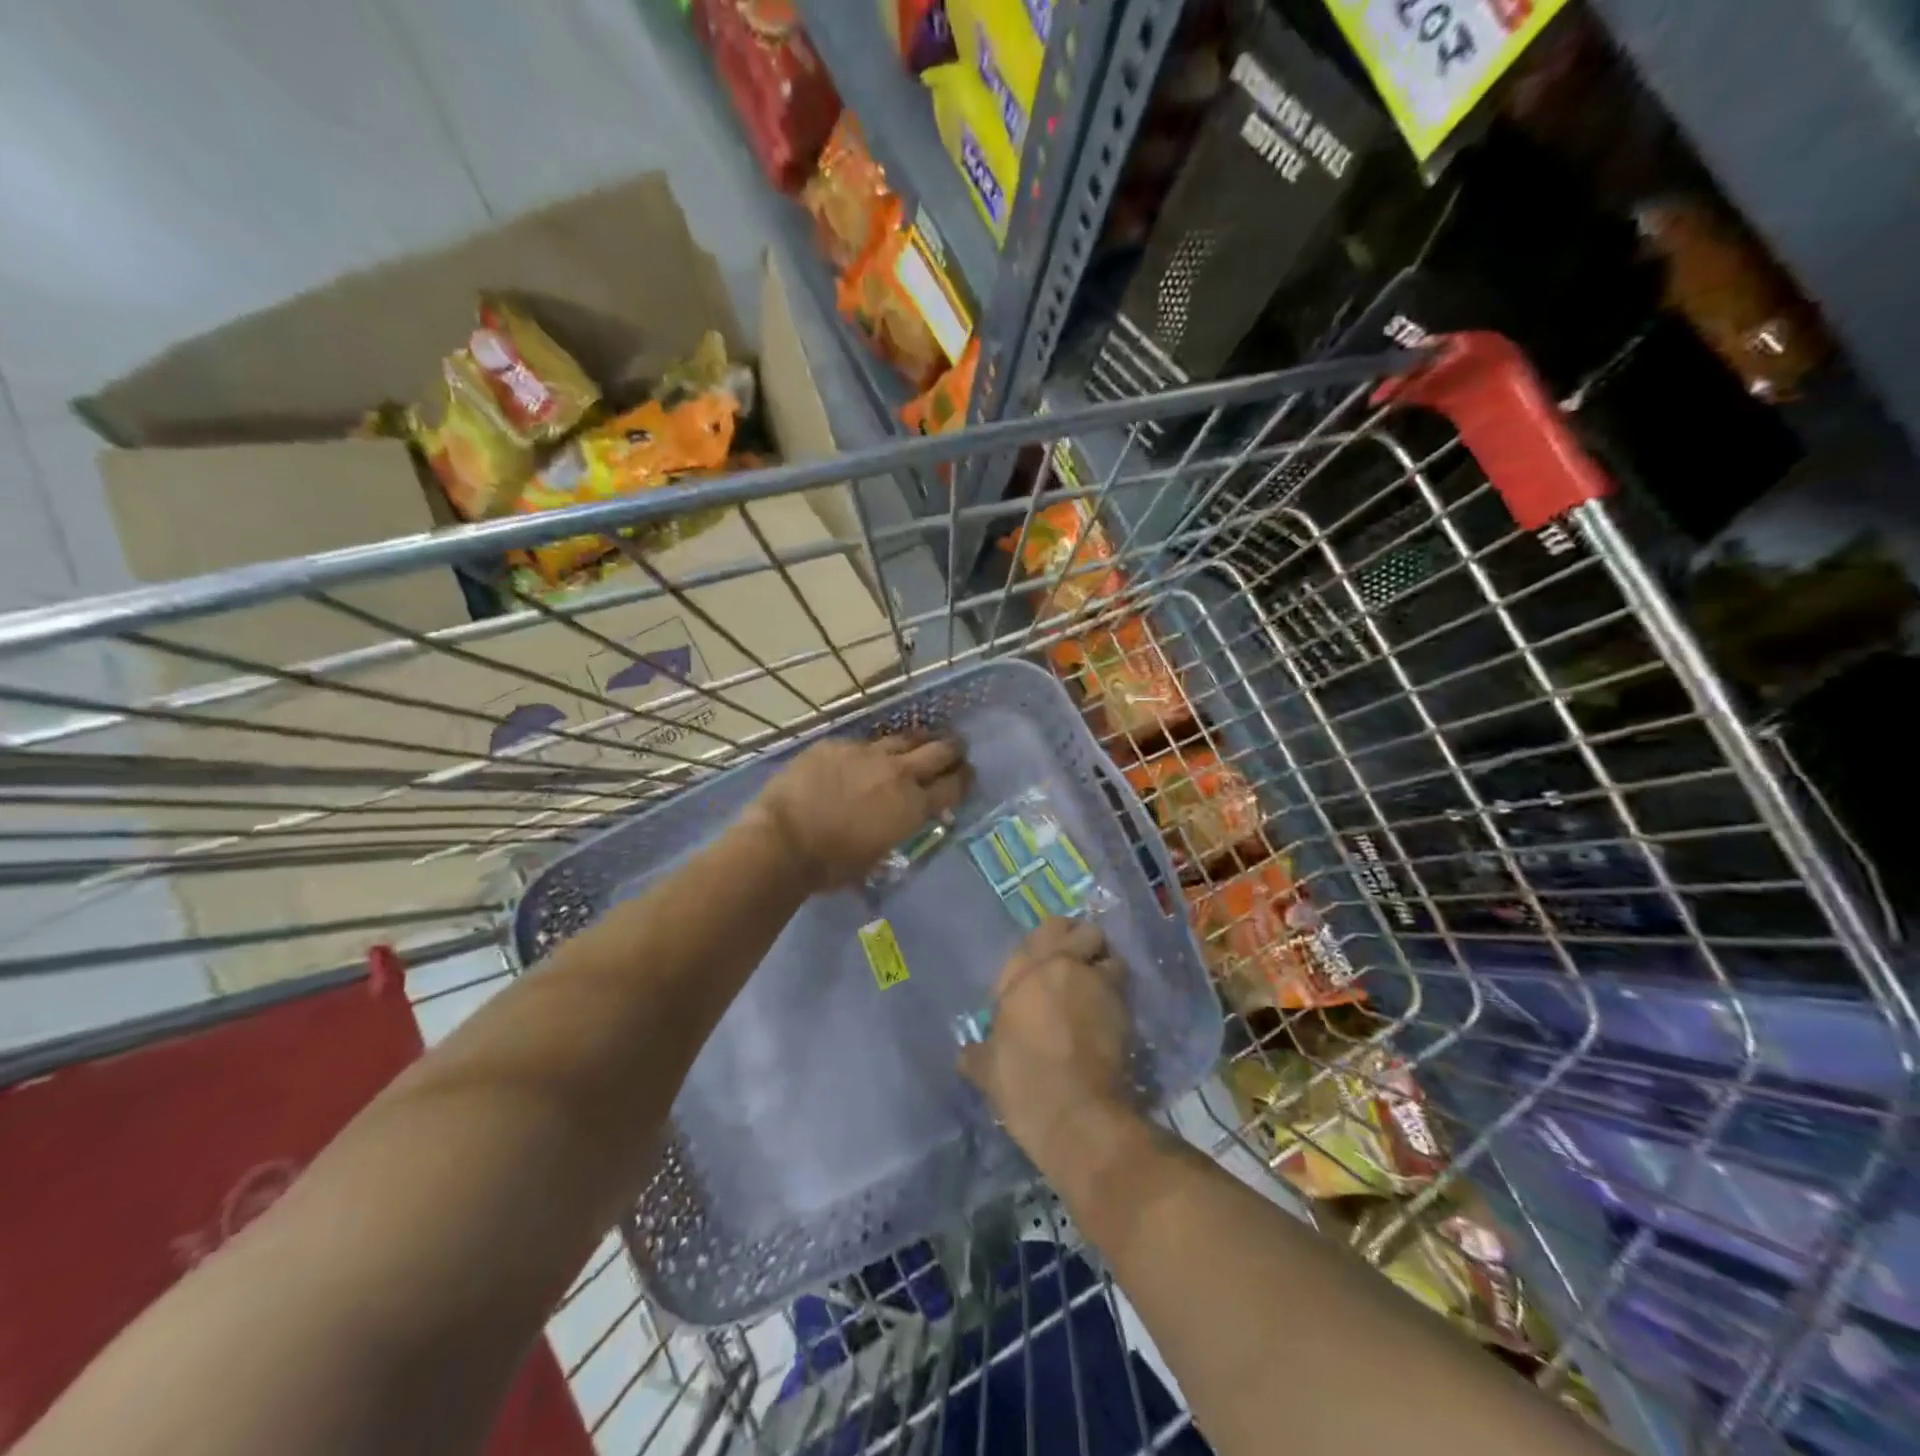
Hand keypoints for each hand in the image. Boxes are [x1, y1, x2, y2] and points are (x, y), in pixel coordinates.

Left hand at [747, 733, 970, 891]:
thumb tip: (896, 823)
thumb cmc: (831, 864)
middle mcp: (898, 773)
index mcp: (912, 806)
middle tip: (957, 749)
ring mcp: (867, 753)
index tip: (968, 777)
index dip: (965, 780)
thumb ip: (894, 831)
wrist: (783, 841)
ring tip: (922, 740)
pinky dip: (872, 750)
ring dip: (918, 741)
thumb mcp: (876, 857)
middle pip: (939, 751)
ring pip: (904, 738)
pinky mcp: (838, 745)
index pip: (953, 786)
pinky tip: (866, 755)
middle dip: (952, 750)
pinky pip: (863, 742)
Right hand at [959, 919, 1134, 1166]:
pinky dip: (1118, 991)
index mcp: (1023, 974)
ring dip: (1103, 962)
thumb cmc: (1022, 1083)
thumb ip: (979, 1052)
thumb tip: (968, 1054)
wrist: (1075, 1111)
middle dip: (1077, 938)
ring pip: (1107, 950)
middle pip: (1076, 928)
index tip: (1040, 968)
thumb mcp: (986, 1069)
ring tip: (1098, 983)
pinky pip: (1123, 984)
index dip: (1041, 947)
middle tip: (1073, 960)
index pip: (1035, 936)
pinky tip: (1110, 1012)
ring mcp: (1096, 982)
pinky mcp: (1124, 1006)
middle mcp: (1061, 966)